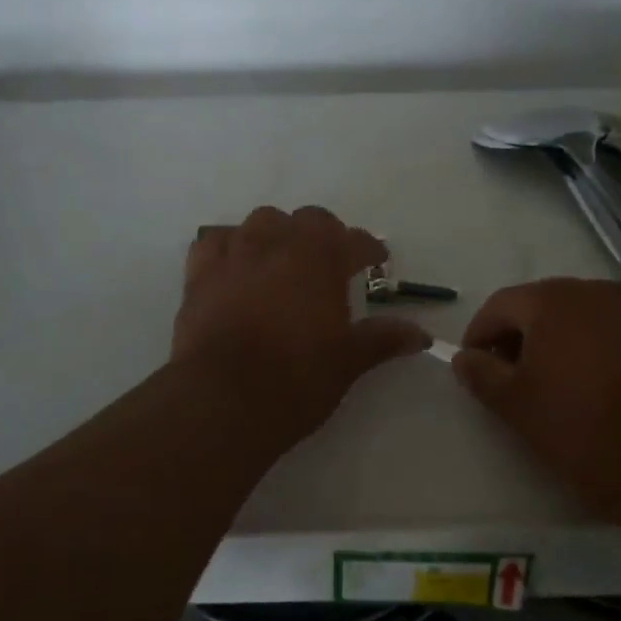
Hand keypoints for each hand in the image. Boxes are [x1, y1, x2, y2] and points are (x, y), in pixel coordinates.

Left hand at [173, 207, 430, 442]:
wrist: (222, 400)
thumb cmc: (296, 379)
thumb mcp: (347, 361)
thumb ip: (382, 339)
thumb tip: (421, 334)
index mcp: (321, 259)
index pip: (354, 241)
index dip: (369, 250)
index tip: (376, 261)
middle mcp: (278, 243)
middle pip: (308, 220)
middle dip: (325, 235)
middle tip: (332, 263)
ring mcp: (235, 254)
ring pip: (261, 222)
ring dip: (278, 234)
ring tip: (284, 260)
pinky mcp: (199, 274)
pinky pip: (215, 241)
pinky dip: (230, 246)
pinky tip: (236, 266)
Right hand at [451, 277, 620, 522]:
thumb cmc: (578, 427)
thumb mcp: (514, 404)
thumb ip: (481, 373)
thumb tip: (464, 357)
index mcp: (550, 300)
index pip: (499, 305)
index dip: (478, 334)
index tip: (473, 366)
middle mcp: (591, 290)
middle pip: (538, 304)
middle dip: (516, 335)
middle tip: (507, 375)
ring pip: (574, 315)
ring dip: (553, 339)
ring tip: (548, 380)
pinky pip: (606, 328)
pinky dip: (588, 345)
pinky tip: (588, 380)